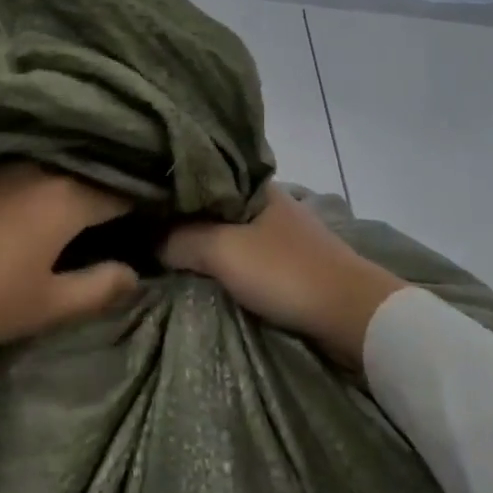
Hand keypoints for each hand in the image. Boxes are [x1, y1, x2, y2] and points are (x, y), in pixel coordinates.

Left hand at [0, 163, 138, 348]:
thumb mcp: (46, 305)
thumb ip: (99, 288)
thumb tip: (135, 273)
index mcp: (67, 196)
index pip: (121, 191)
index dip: (143, 203)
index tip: (155, 215)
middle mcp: (40, 167)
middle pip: (87, 171)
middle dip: (107, 186)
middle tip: (120, 210)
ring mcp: (0, 162)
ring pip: (52, 165)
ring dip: (69, 180)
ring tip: (77, 203)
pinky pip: (18, 166)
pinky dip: (34, 180)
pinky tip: (27, 200)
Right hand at [161, 185, 405, 368]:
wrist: (354, 316)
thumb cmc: (286, 272)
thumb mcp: (223, 251)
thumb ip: (180, 239)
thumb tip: (145, 238)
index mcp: (256, 185)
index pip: (203, 175)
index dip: (171, 187)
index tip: (139, 201)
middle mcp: (268, 201)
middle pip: (214, 206)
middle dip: (184, 218)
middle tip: (143, 230)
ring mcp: (281, 232)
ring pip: (229, 232)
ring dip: (204, 243)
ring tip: (164, 252)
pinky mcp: (289, 263)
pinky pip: (244, 255)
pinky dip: (223, 262)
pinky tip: (201, 271)